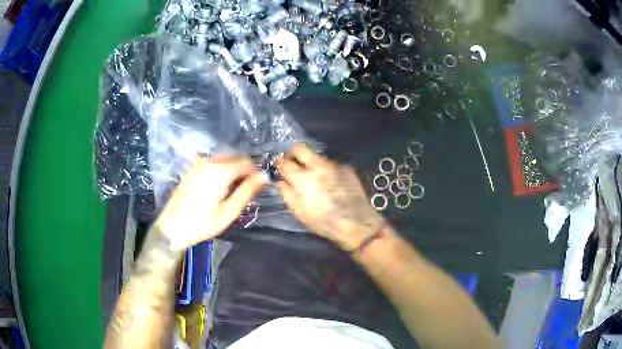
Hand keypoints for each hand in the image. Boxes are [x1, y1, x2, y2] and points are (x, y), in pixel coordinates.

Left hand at [154, 156, 265, 250]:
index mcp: (220, 171)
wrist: (172, 226)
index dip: (256, 172)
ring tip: (235, 190)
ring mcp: (199, 163)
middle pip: (236, 157)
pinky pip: (214, 162)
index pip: (247, 162)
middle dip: (245, 170)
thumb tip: (264, 176)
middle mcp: (209, 161)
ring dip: (234, 169)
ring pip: (225, 158)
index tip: (260, 186)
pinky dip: (223, 169)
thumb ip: (247, 191)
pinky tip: (221, 187)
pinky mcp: (193, 167)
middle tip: (248, 190)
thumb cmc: (202, 223)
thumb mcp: (228, 212)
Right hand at [278, 143, 384, 250]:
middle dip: (293, 153)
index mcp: (303, 178)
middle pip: (300, 148)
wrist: (357, 223)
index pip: (285, 162)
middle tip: (292, 162)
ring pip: (317, 156)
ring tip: (312, 176)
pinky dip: (326, 170)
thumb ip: (287, 194)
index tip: (278, 166)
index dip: (279, 163)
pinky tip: (329, 182)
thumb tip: (281, 182)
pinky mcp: (347, 168)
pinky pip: (331, 164)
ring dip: (310, 162)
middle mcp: (318, 166)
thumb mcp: (300, 212)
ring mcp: (334, 165)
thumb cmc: (324, 221)